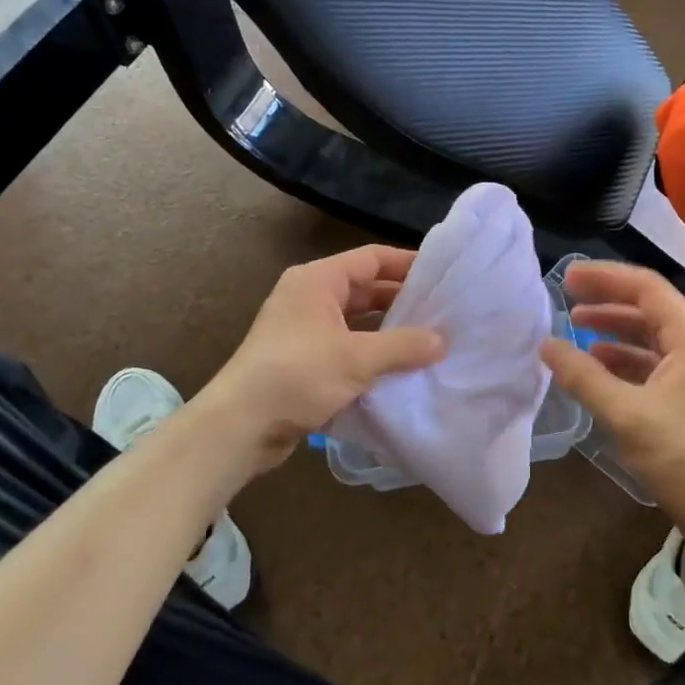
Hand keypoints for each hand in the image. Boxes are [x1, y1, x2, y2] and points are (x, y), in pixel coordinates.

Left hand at [200, 245, 445, 478]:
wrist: (240, 426)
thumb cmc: (296, 375)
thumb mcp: (356, 358)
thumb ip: (403, 346)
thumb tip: (442, 341)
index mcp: (318, 280)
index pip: (371, 258)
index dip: (407, 263)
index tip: (443, 276)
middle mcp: (310, 297)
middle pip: (365, 288)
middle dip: (403, 300)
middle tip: (444, 312)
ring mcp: (305, 329)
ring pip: (357, 320)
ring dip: (389, 330)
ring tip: (430, 340)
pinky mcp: (304, 360)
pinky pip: (347, 346)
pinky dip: (372, 353)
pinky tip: (400, 368)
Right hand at [541, 261, 684, 569]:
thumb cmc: (684, 460)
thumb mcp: (627, 416)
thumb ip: (584, 377)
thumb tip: (546, 345)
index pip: (647, 288)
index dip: (605, 277)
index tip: (567, 278)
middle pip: (648, 307)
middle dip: (607, 300)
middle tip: (565, 297)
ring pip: (649, 335)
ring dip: (613, 329)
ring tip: (575, 327)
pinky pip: (652, 361)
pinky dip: (623, 358)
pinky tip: (596, 365)